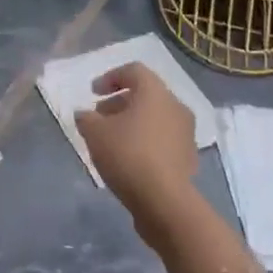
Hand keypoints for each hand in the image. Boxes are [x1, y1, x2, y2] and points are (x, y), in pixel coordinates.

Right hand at [76, 62, 198, 242]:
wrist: (165, 202)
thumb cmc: (128, 155)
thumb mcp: (94, 133)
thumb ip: (86, 118)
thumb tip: (85, 115)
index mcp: (155, 92)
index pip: (133, 71)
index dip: (110, 77)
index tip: (93, 93)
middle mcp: (175, 106)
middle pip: (145, 95)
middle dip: (119, 103)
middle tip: (99, 117)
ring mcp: (186, 133)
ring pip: (155, 118)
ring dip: (133, 123)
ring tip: (111, 140)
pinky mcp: (188, 157)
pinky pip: (163, 139)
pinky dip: (145, 141)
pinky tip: (129, 159)